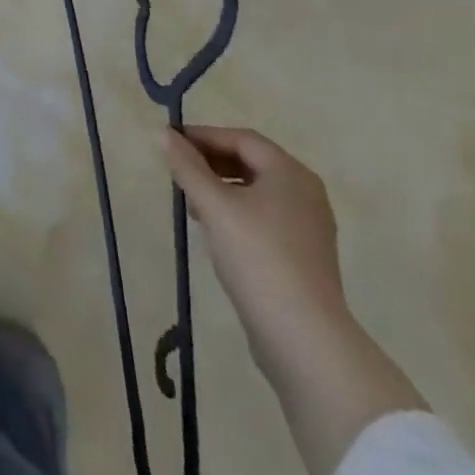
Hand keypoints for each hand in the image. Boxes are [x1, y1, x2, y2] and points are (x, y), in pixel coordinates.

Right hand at [162, 125, 349, 353]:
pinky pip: (266, 218)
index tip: (170, 142)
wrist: (304, 339)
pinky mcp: (306, 257)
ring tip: (191, 204)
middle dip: (211, 163)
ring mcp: (310, 227)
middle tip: (178, 172)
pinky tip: (217, 232)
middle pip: (251, 163)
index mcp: (290, 172)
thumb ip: (187, 167)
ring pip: (257, 192)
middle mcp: (306, 192)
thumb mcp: (214, 207)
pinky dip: (238, 214)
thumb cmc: (257, 257)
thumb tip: (165, 134)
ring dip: (222, 190)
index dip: (203, 136)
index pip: (241, 138)